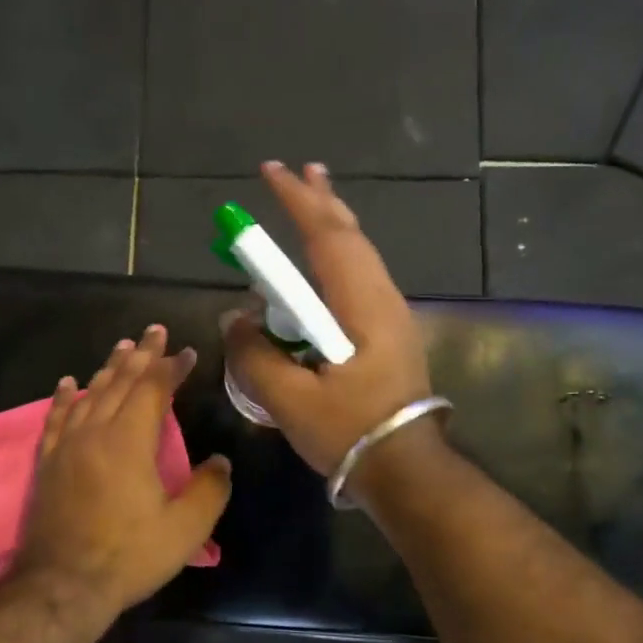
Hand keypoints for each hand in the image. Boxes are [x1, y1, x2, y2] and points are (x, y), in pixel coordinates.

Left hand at [11, 325, 232, 623]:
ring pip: (90, 395)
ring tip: (121, 348)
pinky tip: (68, 384)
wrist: (63, 585)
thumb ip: (209, 489)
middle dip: (141, 355)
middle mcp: (96, 432)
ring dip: (108, 369)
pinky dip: (65, 397)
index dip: (171, 367)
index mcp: (130, 441)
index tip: (187, 352)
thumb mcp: (186, 528)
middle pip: (120, 382)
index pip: (153, 390)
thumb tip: (220, 461)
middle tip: (154, 332)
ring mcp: (67, 447)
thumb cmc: (129, 555)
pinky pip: (57, 418)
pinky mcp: (48, 464)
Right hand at [222, 162, 439, 479]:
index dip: (299, 203)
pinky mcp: (388, 336)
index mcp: (363, 308)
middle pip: (351, 237)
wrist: (407, 471)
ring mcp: (390, 317)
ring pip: (359, 256)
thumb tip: (235, 320)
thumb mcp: (292, 402)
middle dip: (322, 202)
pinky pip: (359, 280)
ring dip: (333, 227)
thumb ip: (256, 357)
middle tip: (300, 171)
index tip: (272, 172)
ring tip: (313, 203)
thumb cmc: (351, 434)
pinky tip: (324, 266)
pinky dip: (337, 258)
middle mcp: (382, 301)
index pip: (328, 240)